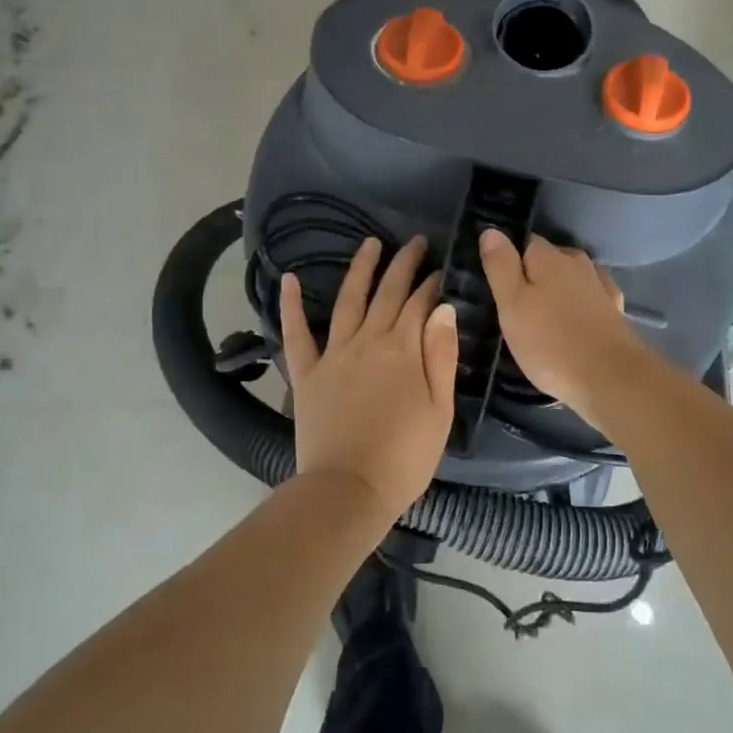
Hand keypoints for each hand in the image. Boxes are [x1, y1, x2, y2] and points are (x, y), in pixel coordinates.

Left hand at [280, 236, 458, 523]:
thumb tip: (444, 309)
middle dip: (404, 264)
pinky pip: (295, 332)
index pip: (420, 304)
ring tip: (371, 244)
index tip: (441, 269)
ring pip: (347, 300)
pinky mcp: (306, 372)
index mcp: (403, 350)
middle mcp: (368, 341)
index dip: (432, 284)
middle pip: (387, 293)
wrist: (349, 489)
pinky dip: (290, 304)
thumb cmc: (405, 456)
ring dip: (360, 269)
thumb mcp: (440, 410)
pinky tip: (288, 278)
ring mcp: (333, 354)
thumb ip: (441, 356)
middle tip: (416, 242)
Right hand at [479, 231, 645, 419]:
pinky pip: (591, 298)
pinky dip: (580, 304)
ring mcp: (600, 286)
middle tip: (515, 304)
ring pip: (572, 278)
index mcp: (549, 257)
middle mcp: (578, 263)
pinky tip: (575, 319)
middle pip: (550, 259)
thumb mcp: (512, 304)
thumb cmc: (550, 342)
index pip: (525, 242)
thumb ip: (501, 266)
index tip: (497, 282)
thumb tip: (492, 230)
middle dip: (534, 274)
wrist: (610, 378)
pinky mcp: (615, 311)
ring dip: (558, 289)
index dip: (509, 259)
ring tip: (543, 314)